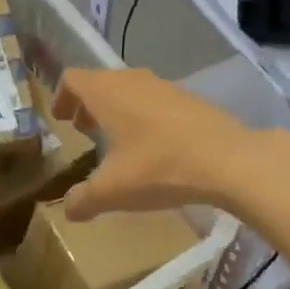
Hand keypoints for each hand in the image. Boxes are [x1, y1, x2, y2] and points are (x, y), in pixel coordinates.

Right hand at [55, 68, 263, 219]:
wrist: (228, 159)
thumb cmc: (159, 167)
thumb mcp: (113, 191)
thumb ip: (84, 199)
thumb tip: (68, 209)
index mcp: (106, 92)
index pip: (73, 79)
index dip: (62, 96)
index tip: (61, 119)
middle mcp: (132, 80)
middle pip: (100, 81)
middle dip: (88, 104)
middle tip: (83, 128)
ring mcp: (163, 85)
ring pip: (129, 88)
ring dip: (116, 108)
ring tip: (116, 138)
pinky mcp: (189, 98)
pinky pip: (153, 98)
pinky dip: (142, 113)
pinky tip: (153, 144)